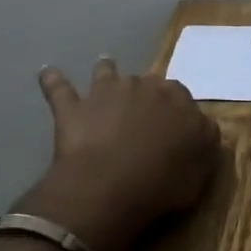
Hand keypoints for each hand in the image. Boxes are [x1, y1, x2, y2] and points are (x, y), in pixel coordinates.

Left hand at [17, 58, 220, 250]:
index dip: (176, 112)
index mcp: (177, 98)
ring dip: (107, 71)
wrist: (111, 185)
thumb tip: (204, 128)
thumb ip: (205, 142)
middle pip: (147, 83)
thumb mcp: (201, 168)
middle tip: (143, 115)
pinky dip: (52, 80)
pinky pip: (59, 88)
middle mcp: (143, 85)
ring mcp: (106, 92)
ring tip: (105, 65)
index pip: (181, 97)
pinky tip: (45, 72)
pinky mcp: (74, 107)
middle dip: (145, 94)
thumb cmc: (163, 181)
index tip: (174, 129)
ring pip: (107, 73)